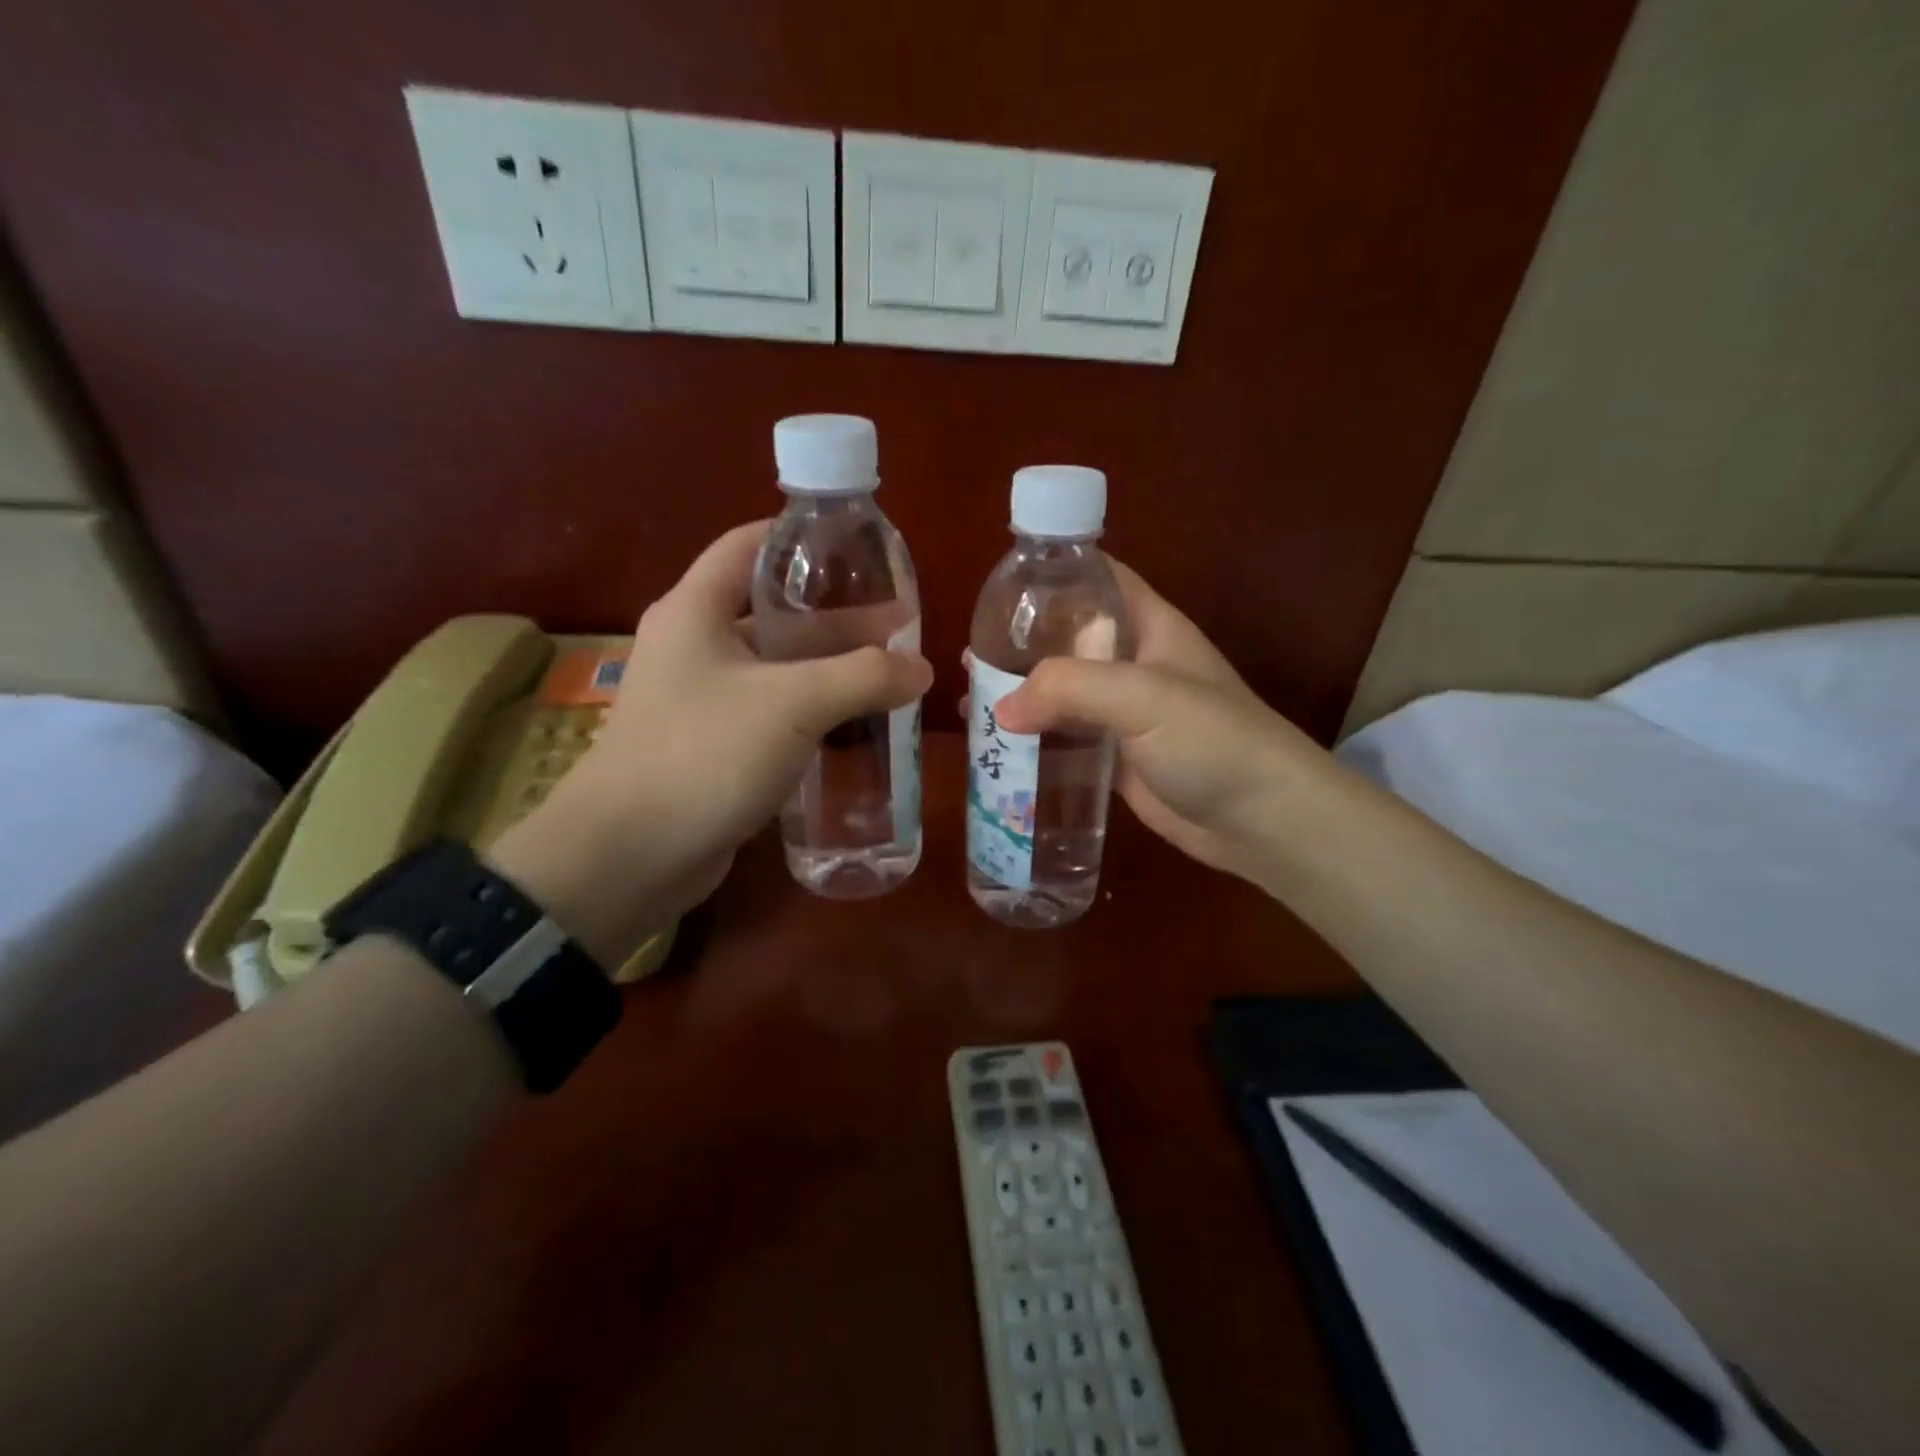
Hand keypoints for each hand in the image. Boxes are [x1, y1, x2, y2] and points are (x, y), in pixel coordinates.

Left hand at [489, 521, 931, 963]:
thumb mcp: (793, 705)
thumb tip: (922, 668)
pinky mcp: (713, 748)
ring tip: (890, 675)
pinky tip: (855, 727)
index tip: (859, 549)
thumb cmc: (703, 756)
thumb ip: (863, 678)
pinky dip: (812, 715)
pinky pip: (771, 716)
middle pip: (773, 613)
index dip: (802, 540)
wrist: (627, 857)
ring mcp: (702, 701)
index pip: (749, 545)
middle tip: (897, 627)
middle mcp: (695, 647)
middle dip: (835, 618)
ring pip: (776, 669)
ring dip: (828, 671)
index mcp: (696, 611)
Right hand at [990, 561, 1326, 884]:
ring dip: (1021, 696)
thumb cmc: (1213, 741)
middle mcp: (1134, 664)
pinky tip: (999, 747)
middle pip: (1068, 639)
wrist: (1261, 821)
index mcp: (1149, 627)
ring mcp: (1126, 714)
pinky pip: (1068, 740)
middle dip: (1021, 644)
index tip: (1000, 586)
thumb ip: (1069, 688)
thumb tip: (1000, 708)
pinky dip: (1036, 740)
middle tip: (968, 657)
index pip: (1097, 579)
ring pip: (1063, 693)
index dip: (1053, 574)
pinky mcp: (1118, 758)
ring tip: (968, 701)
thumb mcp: (1144, 696)